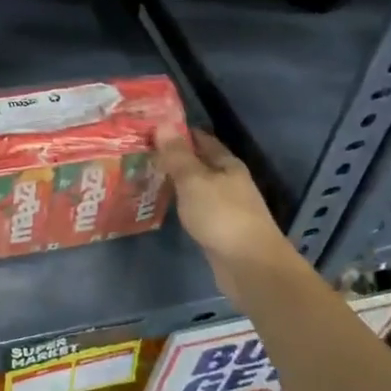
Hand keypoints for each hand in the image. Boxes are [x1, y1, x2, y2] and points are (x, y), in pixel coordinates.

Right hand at [154, 126, 297, 299]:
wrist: (249, 265)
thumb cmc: (222, 216)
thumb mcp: (194, 181)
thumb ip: (177, 155)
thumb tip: (162, 124)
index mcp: (227, 164)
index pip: (201, 139)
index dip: (178, 132)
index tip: (151, 127)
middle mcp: (229, 182)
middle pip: (199, 162)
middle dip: (174, 156)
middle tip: (140, 151)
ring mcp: (225, 206)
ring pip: (196, 186)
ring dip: (175, 180)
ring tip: (145, 175)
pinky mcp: (218, 229)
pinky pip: (195, 207)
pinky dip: (179, 202)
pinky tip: (162, 204)